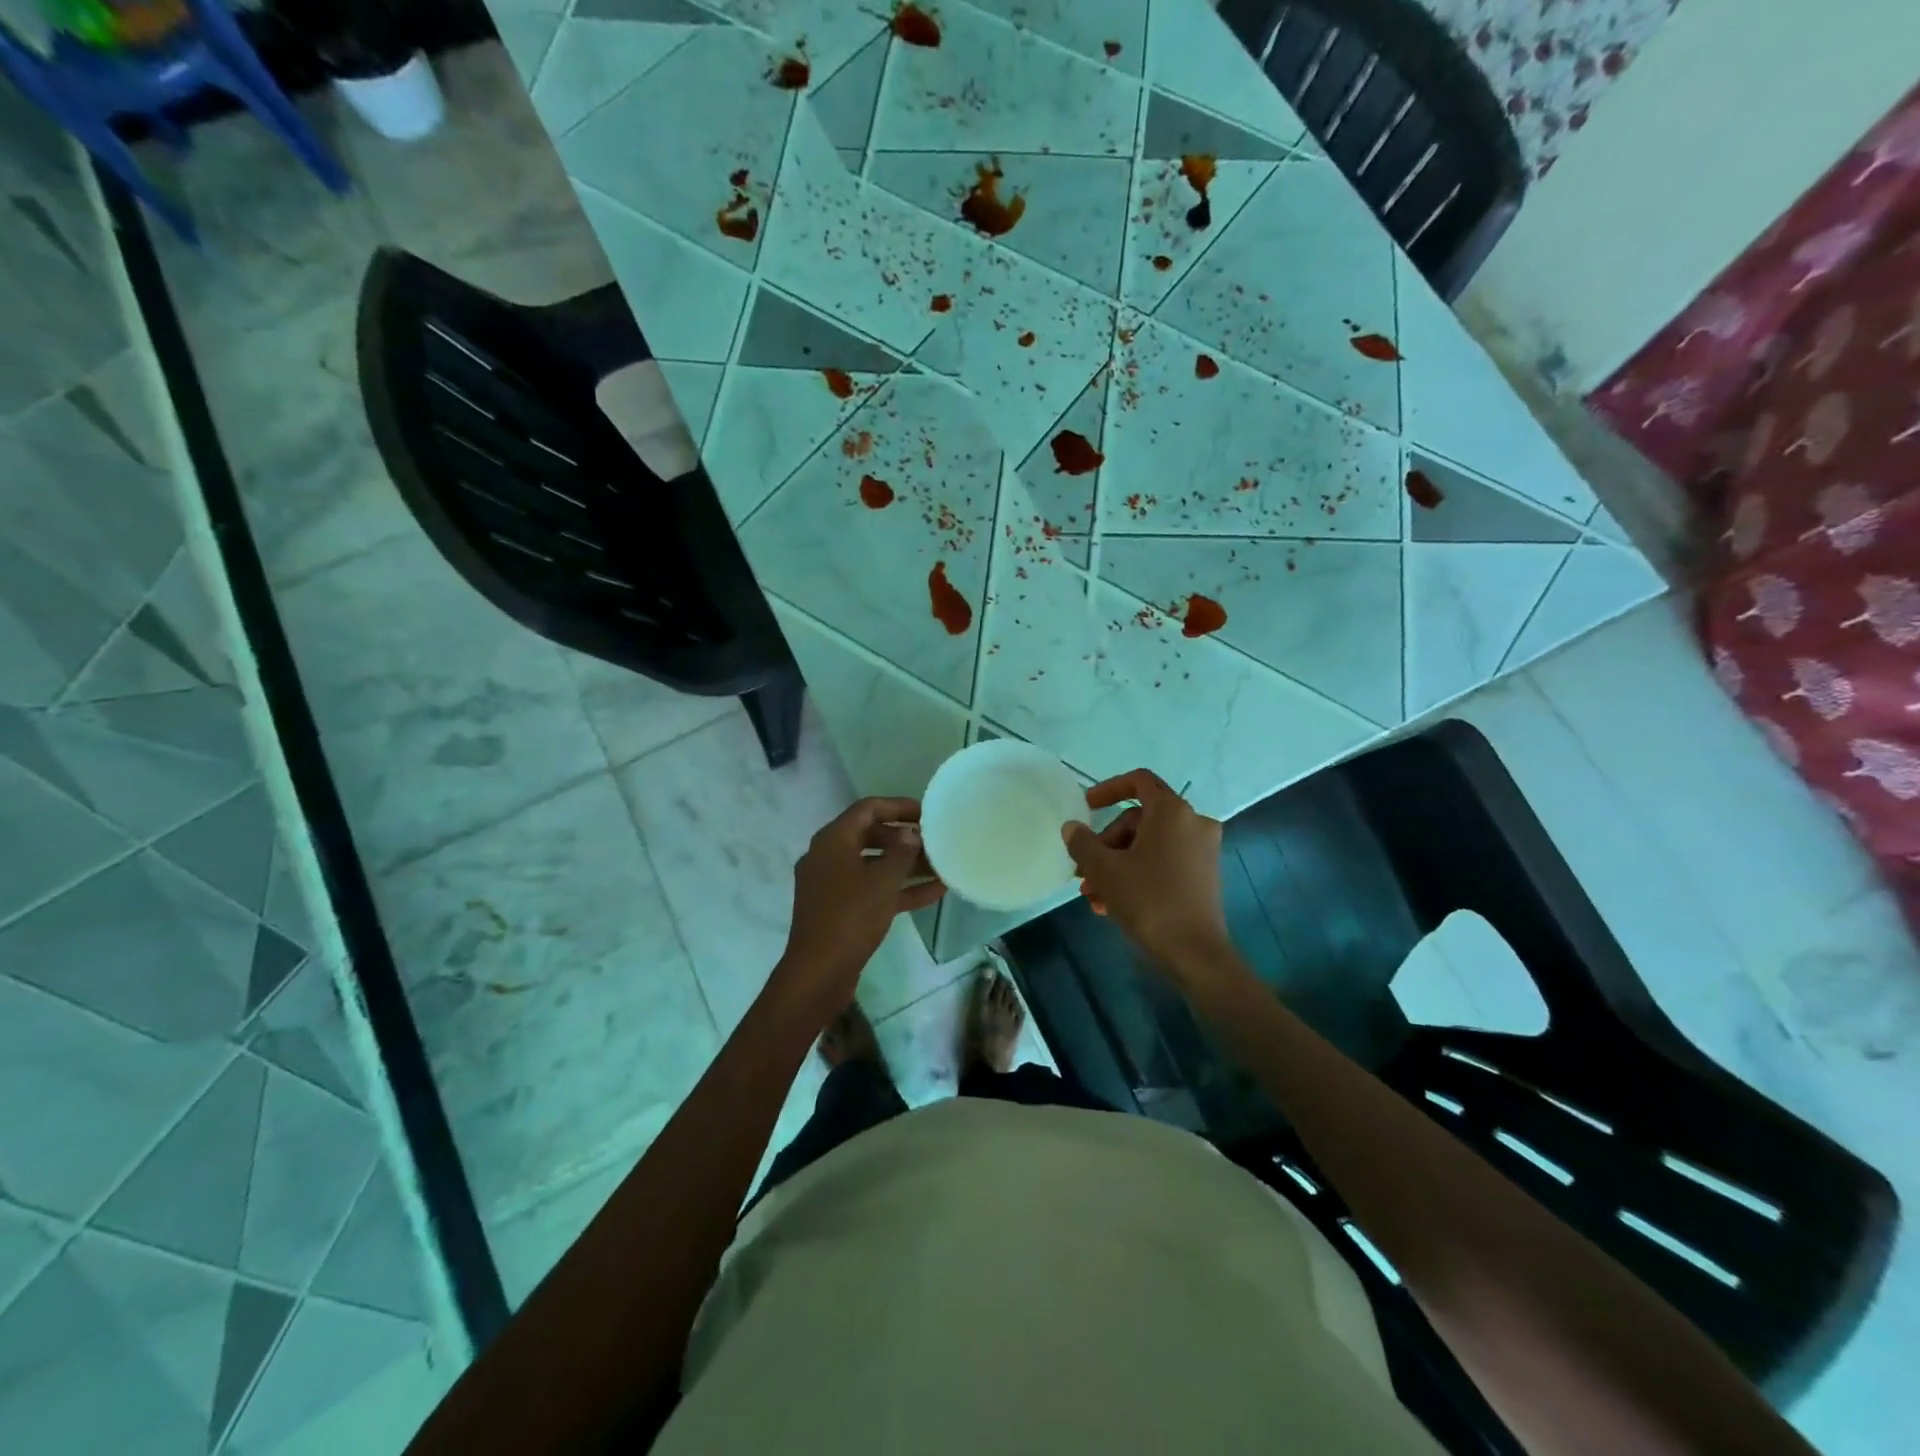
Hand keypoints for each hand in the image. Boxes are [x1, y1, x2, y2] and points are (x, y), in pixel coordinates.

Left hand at [776, 798, 944, 1010]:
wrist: (819, 971)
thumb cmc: (850, 916)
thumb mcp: (882, 881)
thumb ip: (901, 852)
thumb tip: (911, 835)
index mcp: (832, 840)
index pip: (867, 809)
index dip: (898, 806)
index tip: (927, 812)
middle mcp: (829, 857)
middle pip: (871, 836)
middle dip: (904, 837)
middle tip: (934, 841)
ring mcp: (833, 885)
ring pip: (874, 865)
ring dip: (906, 865)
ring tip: (941, 865)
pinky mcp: (841, 909)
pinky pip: (873, 889)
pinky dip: (899, 889)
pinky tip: (935, 892)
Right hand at [1062, 770, 1231, 978]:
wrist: (1194, 953)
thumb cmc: (1148, 901)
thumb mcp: (1105, 870)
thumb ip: (1083, 843)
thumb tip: (1072, 827)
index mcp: (1172, 812)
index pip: (1139, 781)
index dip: (1108, 788)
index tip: (1087, 807)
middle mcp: (1193, 823)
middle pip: (1138, 819)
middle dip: (1106, 844)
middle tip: (1084, 871)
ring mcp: (1202, 850)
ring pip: (1148, 845)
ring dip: (1117, 865)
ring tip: (1093, 896)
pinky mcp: (1204, 875)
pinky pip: (1163, 862)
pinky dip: (1137, 874)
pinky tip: (1112, 905)